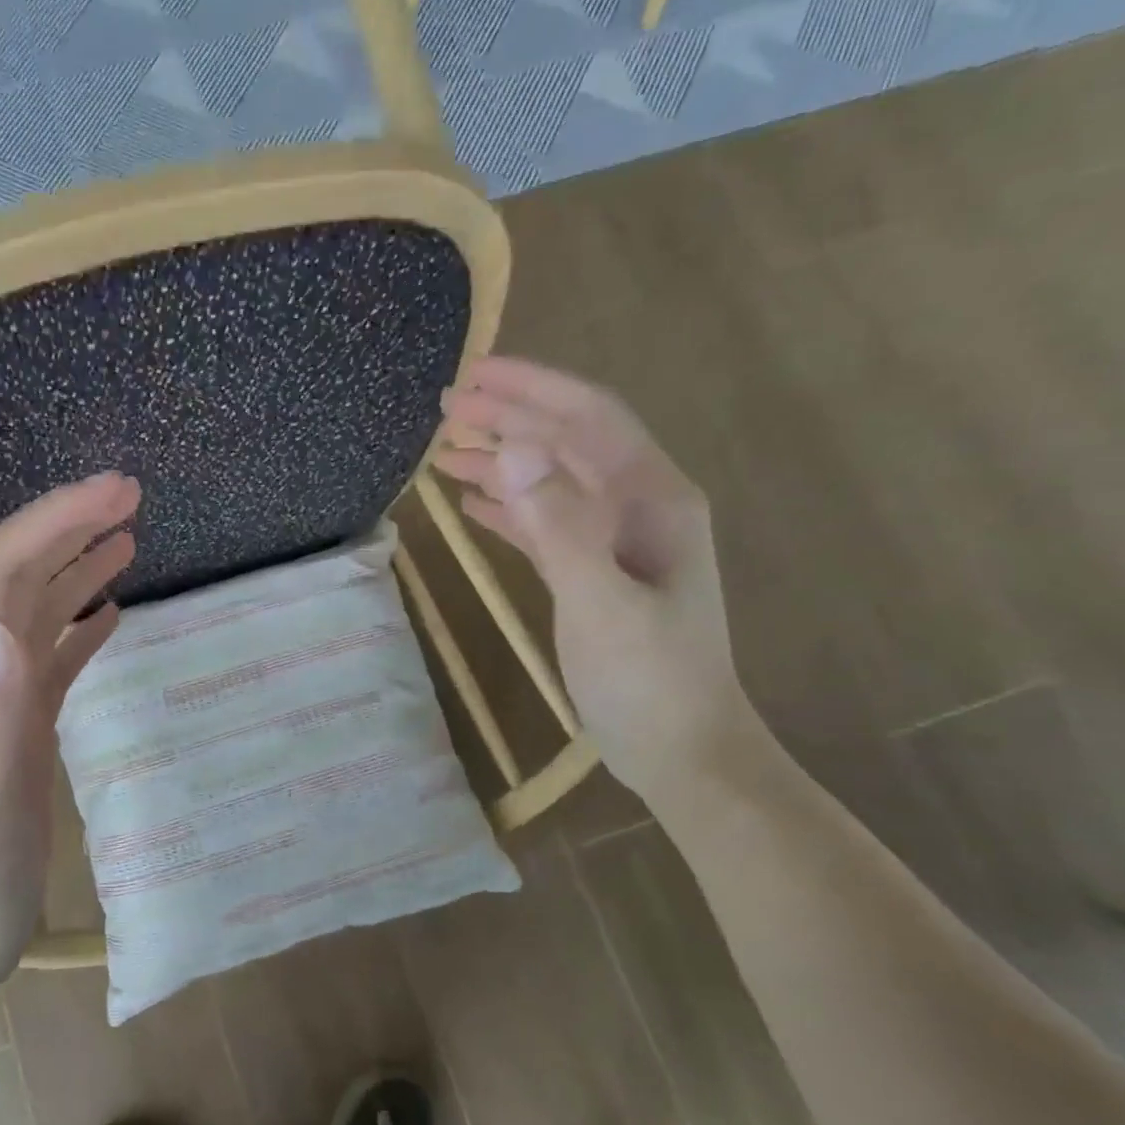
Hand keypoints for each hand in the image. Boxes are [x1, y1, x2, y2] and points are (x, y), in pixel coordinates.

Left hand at [0, 473, 138, 986]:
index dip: (53, 522)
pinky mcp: (16, 724)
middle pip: (14, 574)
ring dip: (75, 563)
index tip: (114, 491)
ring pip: (33, 607)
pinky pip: (50, 654)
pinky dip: (79, 619)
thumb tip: (1, 630)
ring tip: (127, 536)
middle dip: (67, 525)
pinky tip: (110, 610)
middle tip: (130, 496)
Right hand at [435, 357, 757, 800]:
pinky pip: (544, 523)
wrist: (679, 749)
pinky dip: (508, 507)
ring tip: (445, 450)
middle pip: (566, 443)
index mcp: (652, 498)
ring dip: (502, 460)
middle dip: (510, 418)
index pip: (588, 420)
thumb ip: (558, 525)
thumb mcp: (600, 601)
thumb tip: (512, 448)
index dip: (531, 391)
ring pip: (551, 481)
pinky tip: (471, 503)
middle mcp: (637, 507)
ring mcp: (614, 541)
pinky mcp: (592, 573)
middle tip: (447, 406)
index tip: (473, 376)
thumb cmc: (648, 678)